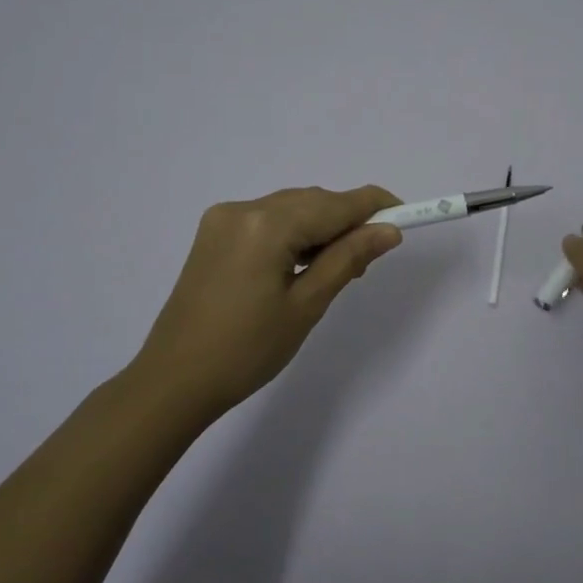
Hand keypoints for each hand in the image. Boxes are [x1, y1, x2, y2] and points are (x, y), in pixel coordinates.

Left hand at [124, 186, 403, 420]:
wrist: (174, 381)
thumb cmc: (247, 351)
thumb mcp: (307, 305)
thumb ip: (348, 259)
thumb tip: (388, 231)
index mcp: (266, 225)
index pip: (334, 204)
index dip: (374, 205)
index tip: (407, 213)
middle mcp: (243, 209)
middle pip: (312, 201)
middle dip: (347, 220)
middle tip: (371, 257)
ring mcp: (223, 219)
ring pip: (290, 208)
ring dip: (320, 228)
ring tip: (338, 267)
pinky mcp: (213, 234)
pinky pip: (267, 221)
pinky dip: (293, 234)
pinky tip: (302, 263)